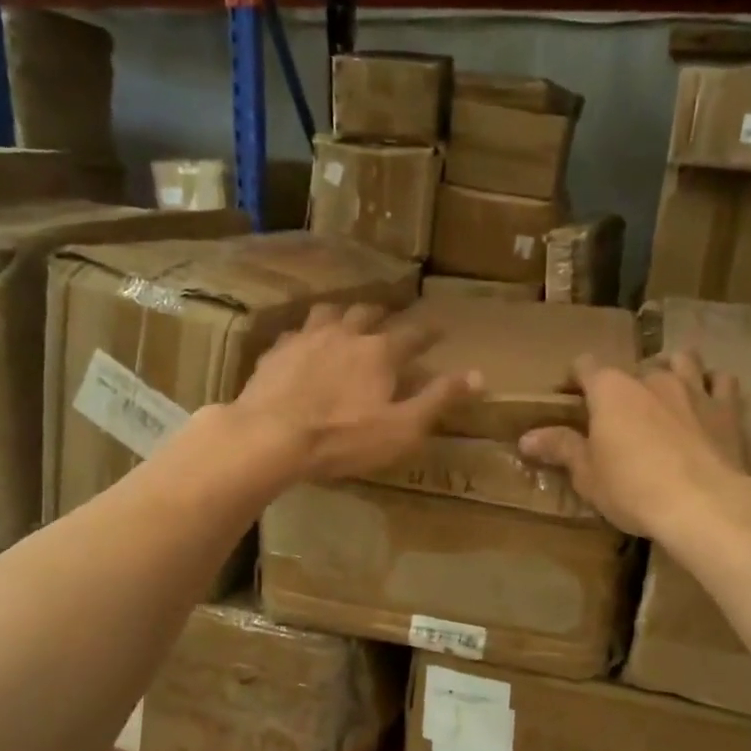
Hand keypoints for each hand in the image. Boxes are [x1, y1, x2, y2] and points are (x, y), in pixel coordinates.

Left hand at [230, 303, 478, 482]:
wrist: (270, 437)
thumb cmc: (343, 438)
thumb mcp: (402, 427)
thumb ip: (439, 399)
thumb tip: (479, 375)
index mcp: (379, 352)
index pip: (413, 334)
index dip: (429, 332)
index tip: (439, 329)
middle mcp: (345, 333)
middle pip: (368, 313)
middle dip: (384, 314)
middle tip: (390, 318)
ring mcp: (306, 338)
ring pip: (329, 312)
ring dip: (343, 314)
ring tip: (346, 320)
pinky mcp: (276, 352)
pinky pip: (296, 333)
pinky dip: (307, 335)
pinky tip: (303, 344)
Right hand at [519, 350, 750, 539]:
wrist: (704, 504)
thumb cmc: (633, 488)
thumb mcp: (588, 475)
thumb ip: (560, 449)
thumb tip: (526, 438)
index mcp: (611, 389)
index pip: (585, 365)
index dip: (575, 378)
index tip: (569, 398)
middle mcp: (651, 378)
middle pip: (633, 367)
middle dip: (624, 384)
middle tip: (618, 413)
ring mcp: (693, 388)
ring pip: (682, 359)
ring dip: (671, 369)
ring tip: (665, 391)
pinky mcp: (727, 408)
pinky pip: (721, 381)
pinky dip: (713, 384)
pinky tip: (708, 398)